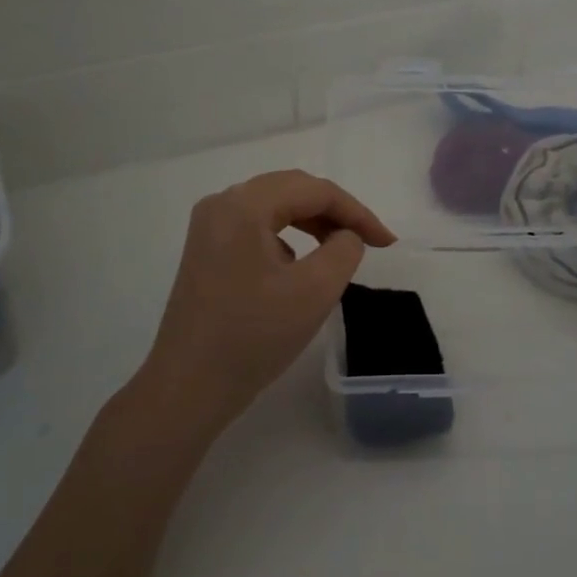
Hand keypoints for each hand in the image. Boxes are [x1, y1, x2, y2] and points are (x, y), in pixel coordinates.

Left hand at [134, 170, 395, 438]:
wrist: (188, 387)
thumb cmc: (253, 337)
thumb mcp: (315, 291)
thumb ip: (344, 250)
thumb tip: (345, 236)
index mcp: (244, 206)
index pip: (314, 191)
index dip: (357, 212)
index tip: (387, 242)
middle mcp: (222, 204)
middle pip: (292, 190)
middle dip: (336, 212)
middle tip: (370, 240)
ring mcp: (209, 228)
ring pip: (274, 207)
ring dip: (313, 222)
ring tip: (342, 249)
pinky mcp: (206, 251)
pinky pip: (257, 227)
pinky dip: (289, 237)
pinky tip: (301, 265)